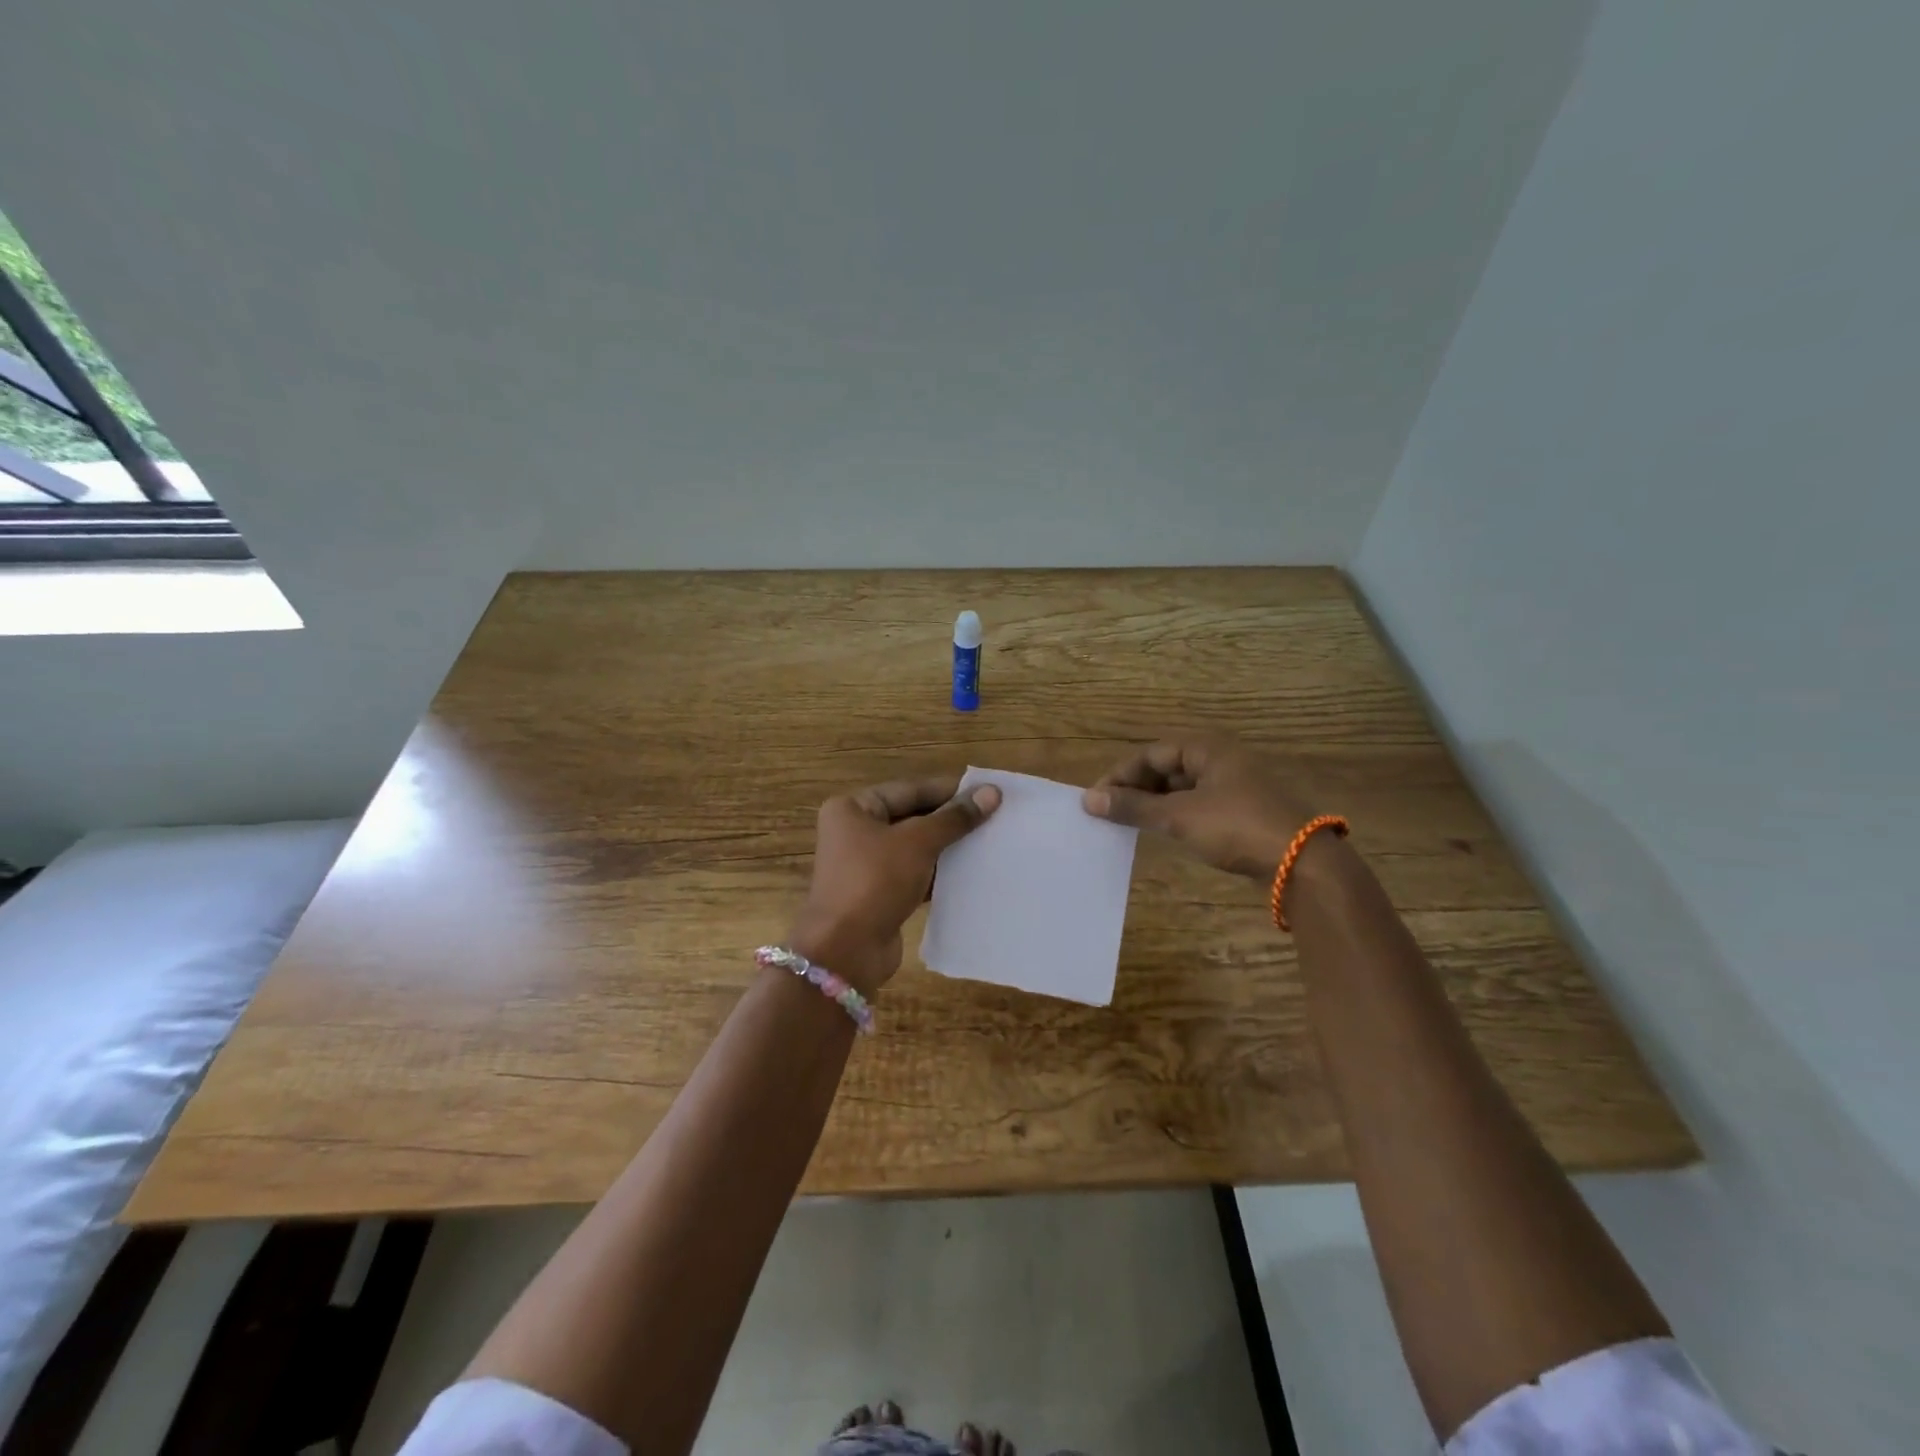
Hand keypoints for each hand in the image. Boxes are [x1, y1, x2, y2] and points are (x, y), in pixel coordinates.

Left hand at [789, 775, 1001, 995]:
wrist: (846, 950)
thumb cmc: (875, 881)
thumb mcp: (918, 843)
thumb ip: (955, 818)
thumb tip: (992, 792)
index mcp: (854, 808)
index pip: (910, 790)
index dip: (949, 790)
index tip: (988, 791)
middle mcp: (855, 832)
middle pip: (912, 817)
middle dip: (950, 819)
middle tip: (995, 816)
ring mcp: (866, 865)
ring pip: (915, 847)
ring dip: (948, 847)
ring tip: (990, 841)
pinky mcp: (879, 894)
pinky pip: (915, 874)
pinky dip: (939, 873)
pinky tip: (971, 872)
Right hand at [1082, 735, 1316, 881]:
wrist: (1301, 864)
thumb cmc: (1236, 827)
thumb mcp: (1178, 816)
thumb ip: (1133, 807)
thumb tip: (1088, 800)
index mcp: (1206, 748)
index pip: (1150, 754)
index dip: (1120, 775)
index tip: (1095, 801)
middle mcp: (1220, 760)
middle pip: (1166, 767)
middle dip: (1136, 789)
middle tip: (1109, 813)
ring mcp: (1233, 786)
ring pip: (1181, 788)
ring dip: (1153, 803)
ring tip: (1127, 823)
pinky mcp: (1241, 811)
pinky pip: (1196, 805)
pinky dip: (1174, 815)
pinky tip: (1160, 832)